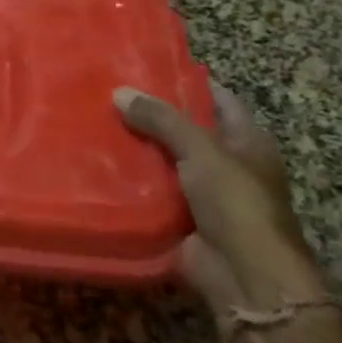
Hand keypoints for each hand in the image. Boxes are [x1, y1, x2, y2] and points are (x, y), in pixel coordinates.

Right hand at [115, 82, 326, 328]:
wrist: (245, 276)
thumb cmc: (237, 203)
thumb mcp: (201, 150)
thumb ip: (161, 119)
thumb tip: (119, 92)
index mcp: (247, 141)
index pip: (217, 99)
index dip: (186, 82)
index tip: (145, 66)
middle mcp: (228, 163)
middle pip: (185, 130)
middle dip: (151, 116)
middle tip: (108, 93)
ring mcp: (204, 193)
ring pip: (164, 161)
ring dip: (136, 149)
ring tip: (95, 122)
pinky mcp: (181, 218)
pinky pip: (151, 192)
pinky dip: (130, 181)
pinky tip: (97, 165)